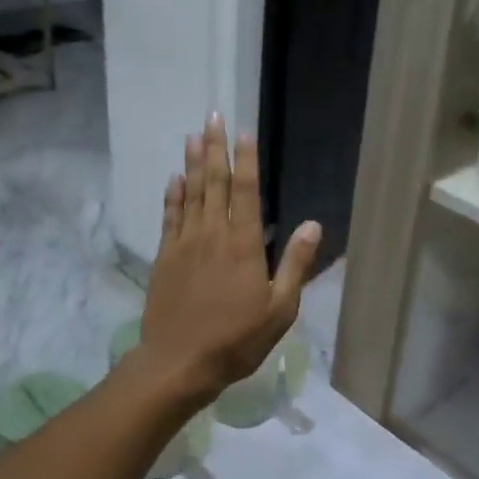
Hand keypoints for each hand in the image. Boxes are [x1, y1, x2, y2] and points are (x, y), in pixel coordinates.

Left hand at [138, 115, 321, 403]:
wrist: (179, 362)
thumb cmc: (236, 339)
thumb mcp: (280, 308)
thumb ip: (295, 264)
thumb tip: (313, 224)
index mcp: (244, 245)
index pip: (247, 192)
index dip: (246, 160)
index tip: (244, 132)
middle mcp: (213, 234)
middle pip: (215, 182)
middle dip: (215, 148)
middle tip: (212, 117)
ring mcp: (185, 244)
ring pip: (190, 193)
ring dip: (192, 163)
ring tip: (192, 136)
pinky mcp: (165, 257)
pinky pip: (170, 217)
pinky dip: (173, 196)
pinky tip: (174, 179)